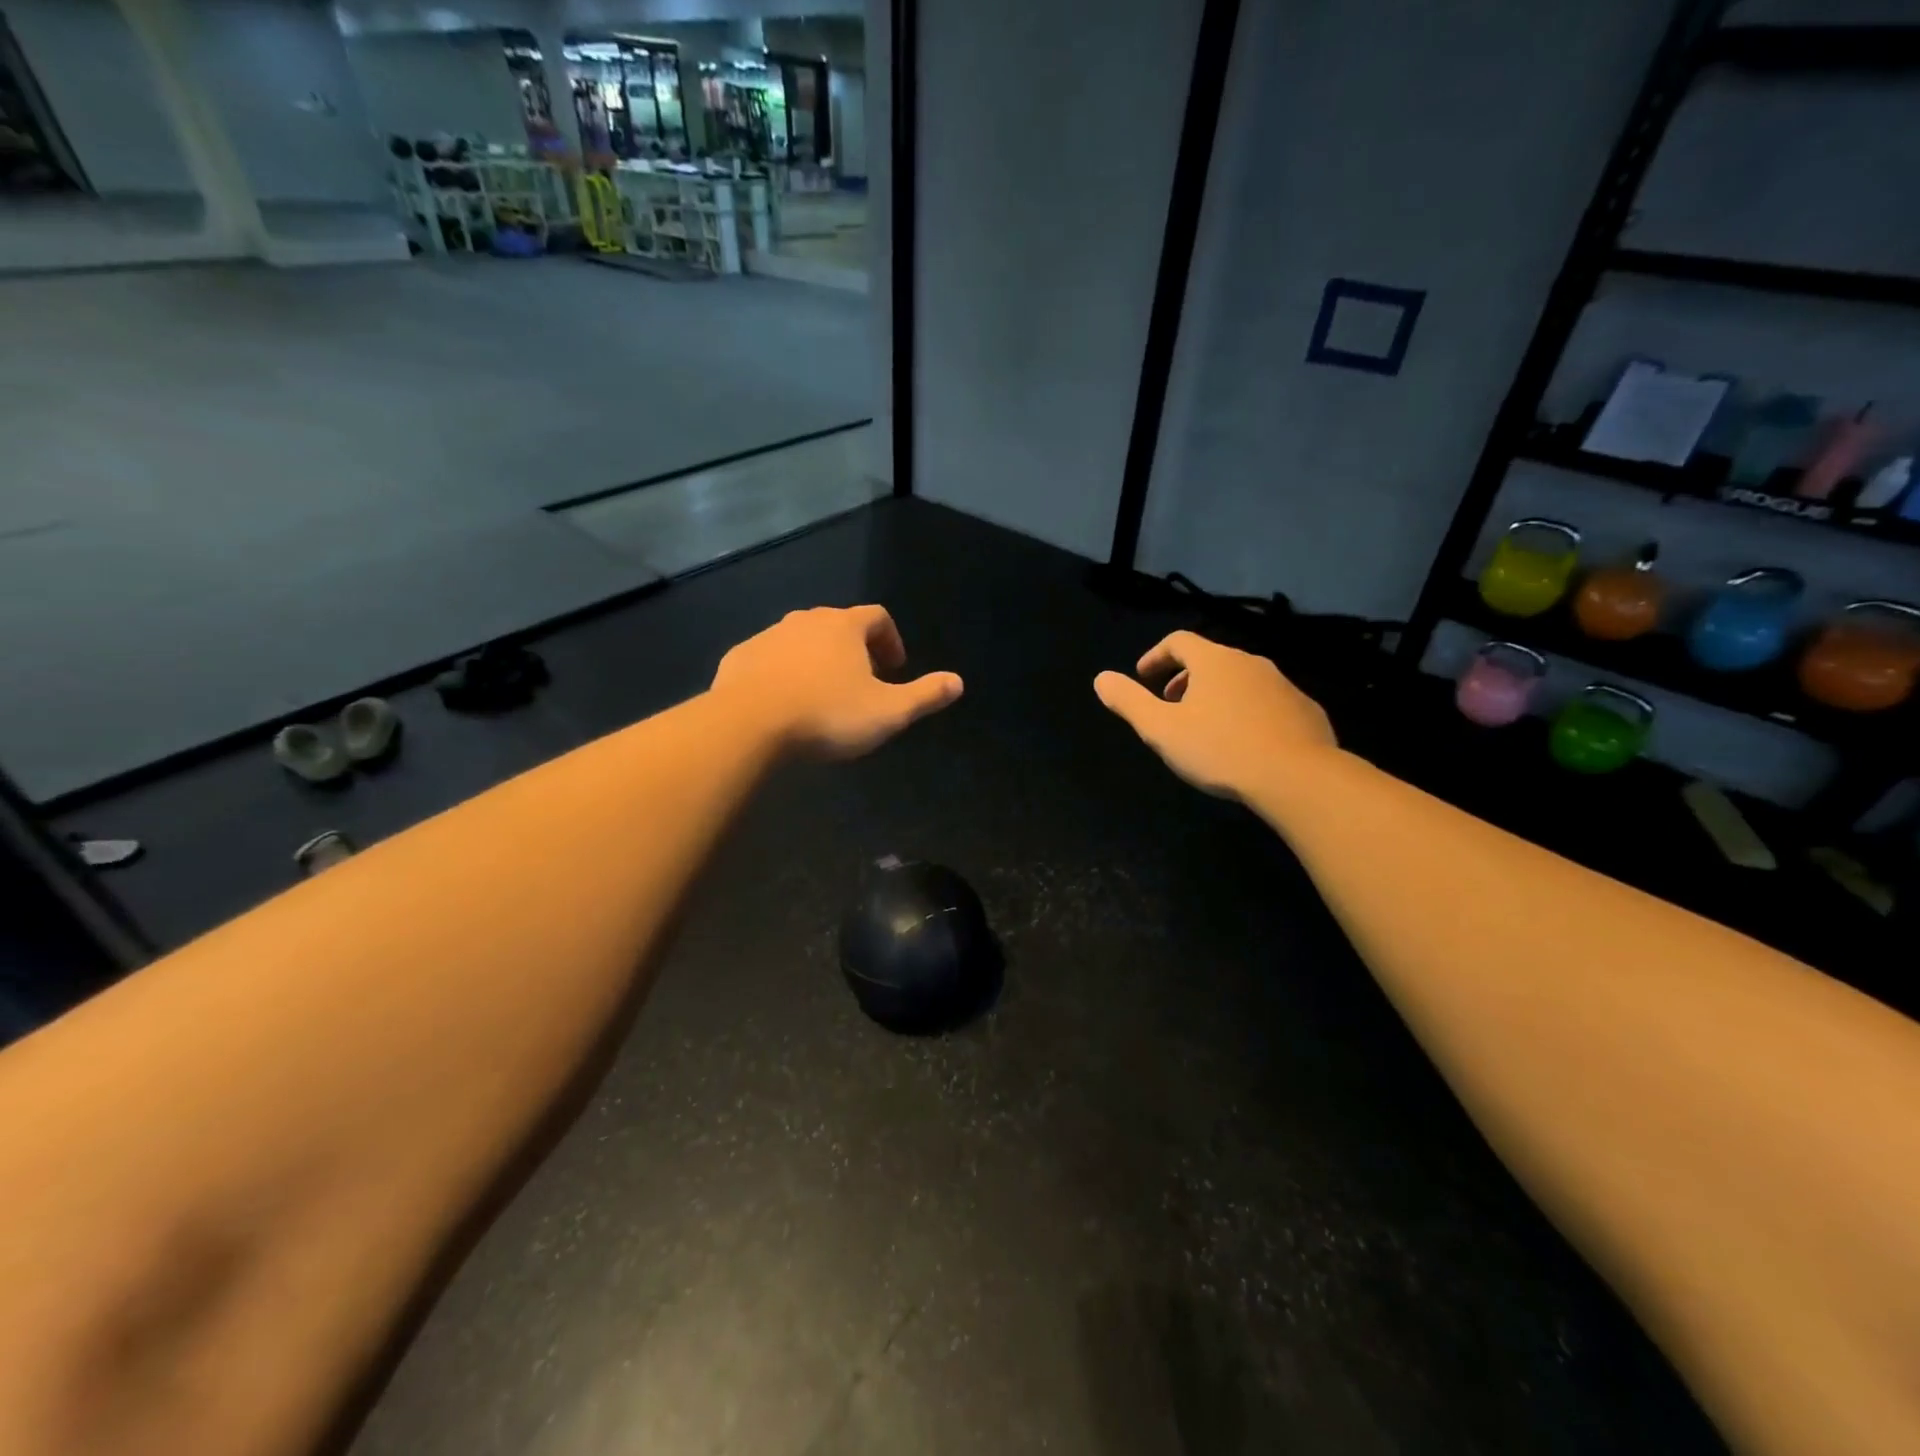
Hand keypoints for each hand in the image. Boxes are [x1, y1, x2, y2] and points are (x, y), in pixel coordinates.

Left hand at [712, 605, 963, 758]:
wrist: (747, 725)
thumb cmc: (827, 715)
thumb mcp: (888, 712)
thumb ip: (924, 695)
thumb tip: (958, 682)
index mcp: (844, 626)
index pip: (877, 617)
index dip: (891, 639)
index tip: (895, 668)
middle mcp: (805, 620)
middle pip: (838, 625)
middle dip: (855, 649)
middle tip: (863, 682)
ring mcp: (768, 636)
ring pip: (801, 640)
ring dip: (817, 659)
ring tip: (823, 694)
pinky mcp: (738, 657)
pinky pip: (769, 658)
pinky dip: (783, 672)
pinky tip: (784, 702)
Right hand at [1094, 631, 1336, 800]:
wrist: (1297, 776)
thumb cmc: (1219, 749)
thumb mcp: (1161, 729)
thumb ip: (1129, 702)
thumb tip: (1101, 679)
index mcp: (1213, 661)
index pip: (1179, 641)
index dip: (1156, 656)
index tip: (1143, 677)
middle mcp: (1250, 662)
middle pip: (1210, 659)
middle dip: (1185, 677)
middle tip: (1170, 704)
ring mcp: (1282, 684)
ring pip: (1240, 680)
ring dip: (1217, 694)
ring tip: (1206, 726)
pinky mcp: (1305, 709)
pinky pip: (1268, 701)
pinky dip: (1247, 711)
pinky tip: (1244, 741)